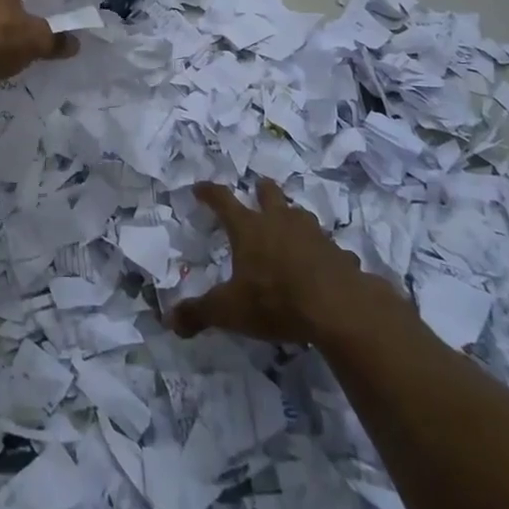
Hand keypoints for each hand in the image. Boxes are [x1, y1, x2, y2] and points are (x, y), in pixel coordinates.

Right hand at [170, 179, 397, 345]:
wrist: (338, 309)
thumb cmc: (275, 301)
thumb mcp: (229, 311)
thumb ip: (199, 313)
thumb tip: (169, 320)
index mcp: (248, 228)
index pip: (222, 200)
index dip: (209, 192)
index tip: (200, 188)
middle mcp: (279, 222)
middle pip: (269, 194)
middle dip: (262, 190)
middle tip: (258, 189)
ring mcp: (313, 235)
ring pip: (301, 215)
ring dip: (293, 217)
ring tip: (290, 226)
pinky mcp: (339, 254)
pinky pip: (329, 248)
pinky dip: (324, 253)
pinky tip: (323, 265)